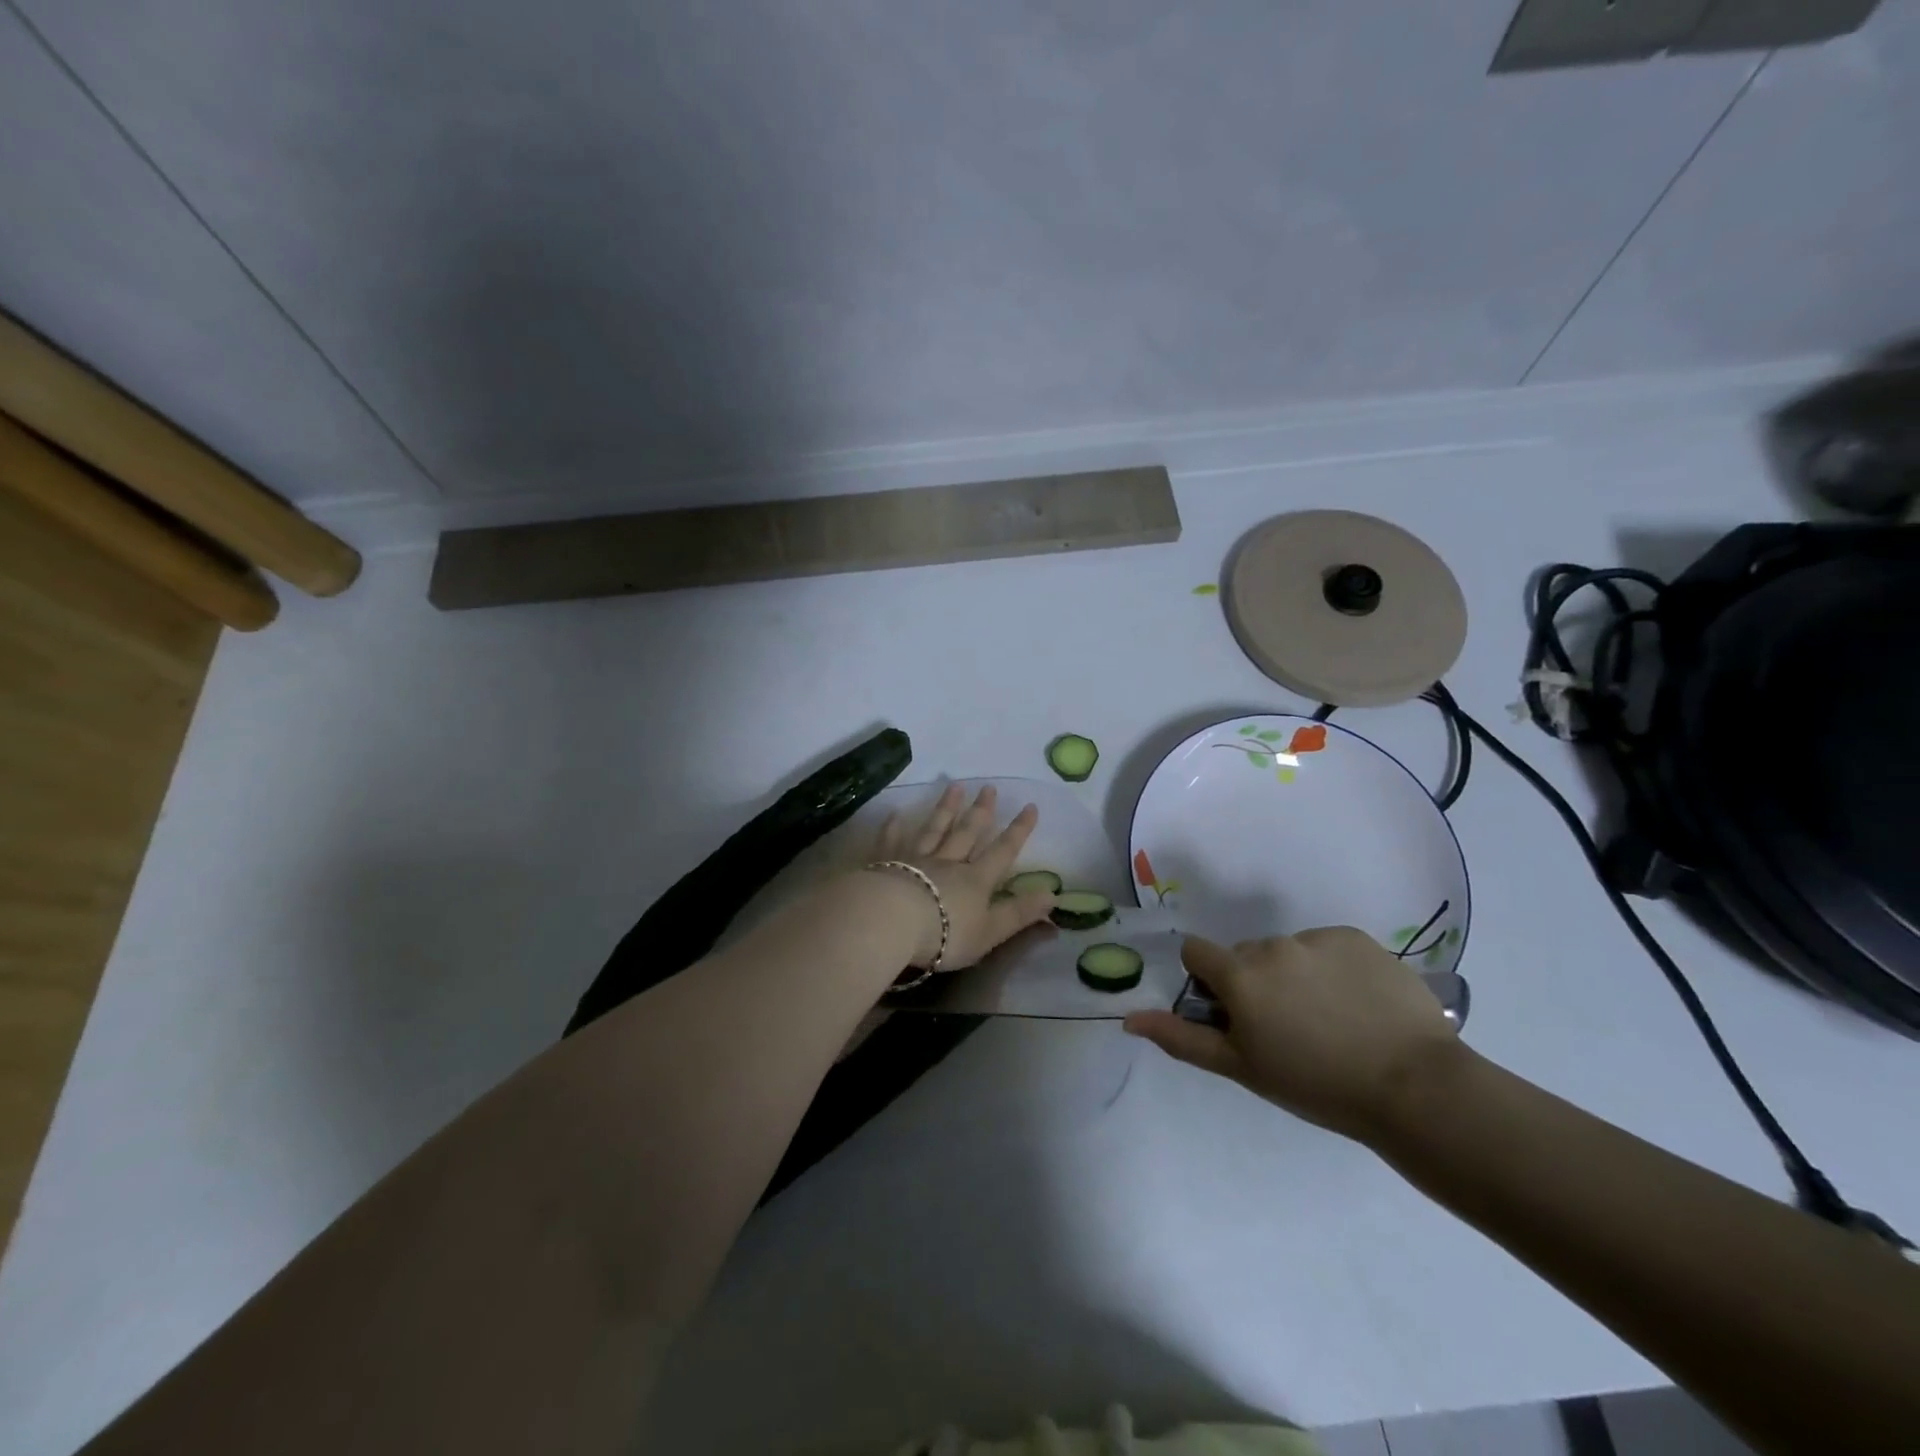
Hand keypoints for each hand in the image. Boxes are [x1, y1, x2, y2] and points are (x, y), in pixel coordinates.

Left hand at [870, 783, 1057, 970]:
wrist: (893, 921)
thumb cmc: (945, 933)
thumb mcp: (990, 932)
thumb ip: (1019, 913)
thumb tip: (1053, 895)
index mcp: (975, 880)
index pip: (1002, 851)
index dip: (1018, 831)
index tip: (1030, 806)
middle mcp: (948, 862)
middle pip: (967, 832)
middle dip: (981, 810)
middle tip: (989, 787)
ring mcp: (916, 859)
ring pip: (934, 829)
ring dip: (946, 808)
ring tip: (955, 785)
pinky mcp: (887, 863)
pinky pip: (892, 841)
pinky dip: (894, 827)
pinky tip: (894, 813)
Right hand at [1123, 929, 1462, 1140]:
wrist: (1414, 1086)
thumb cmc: (1317, 1085)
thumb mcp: (1242, 1068)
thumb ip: (1183, 1038)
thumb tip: (1130, 1019)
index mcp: (1239, 975)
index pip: (1197, 952)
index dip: (1208, 980)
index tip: (1233, 1011)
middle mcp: (1271, 945)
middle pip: (1245, 954)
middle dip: (1254, 981)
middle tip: (1287, 1027)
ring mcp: (1316, 938)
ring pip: (1288, 950)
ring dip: (1295, 975)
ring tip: (1331, 1019)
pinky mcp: (1356, 938)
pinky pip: (1327, 947)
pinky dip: (1333, 969)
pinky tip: (1358, 1004)